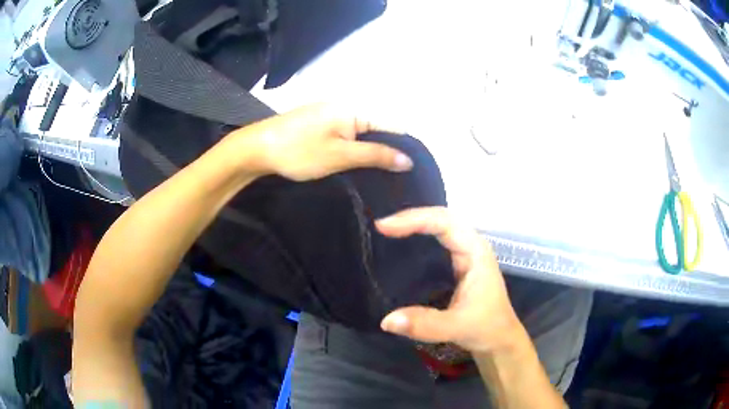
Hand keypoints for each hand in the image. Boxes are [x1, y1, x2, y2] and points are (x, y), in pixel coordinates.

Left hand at [233, 103, 412, 180]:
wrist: (256, 148)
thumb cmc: (299, 151)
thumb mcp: (340, 155)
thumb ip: (375, 155)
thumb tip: (407, 159)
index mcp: (353, 110)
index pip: (391, 125)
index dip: (403, 146)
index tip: (410, 170)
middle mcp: (345, 107)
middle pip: (377, 129)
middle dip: (386, 151)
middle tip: (395, 178)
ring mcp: (329, 115)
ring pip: (361, 134)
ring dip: (370, 152)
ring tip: (380, 176)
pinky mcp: (318, 124)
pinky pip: (345, 135)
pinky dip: (353, 149)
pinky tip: (356, 165)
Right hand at [376, 207, 522, 352]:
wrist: (499, 339)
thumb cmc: (487, 328)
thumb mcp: (458, 326)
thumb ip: (425, 324)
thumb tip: (386, 320)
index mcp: (475, 252)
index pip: (444, 222)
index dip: (414, 220)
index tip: (384, 227)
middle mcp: (471, 246)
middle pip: (441, 218)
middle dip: (412, 218)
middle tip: (381, 227)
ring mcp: (466, 254)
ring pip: (440, 227)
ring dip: (415, 224)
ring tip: (387, 230)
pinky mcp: (458, 265)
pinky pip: (438, 241)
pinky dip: (419, 237)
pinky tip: (403, 245)